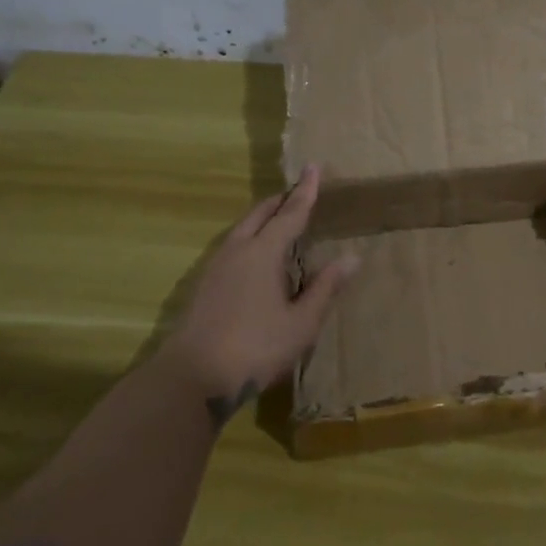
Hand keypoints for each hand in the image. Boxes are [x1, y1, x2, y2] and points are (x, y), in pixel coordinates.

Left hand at [162, 163, 357, 429]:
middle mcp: (238, 251)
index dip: (305, 192)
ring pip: (242, 230)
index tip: (314, 167)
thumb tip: (352, 257)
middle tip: (298, 192)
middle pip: (260, 215)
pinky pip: (232, 246)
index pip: (290, 214)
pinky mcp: (204, 285)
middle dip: (280, 201)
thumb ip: (326, 287)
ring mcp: (216, 267)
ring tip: (278, 219)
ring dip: (262, 219)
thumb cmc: (255, 347)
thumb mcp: (302, 322)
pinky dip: (250, 238)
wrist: (192, 377)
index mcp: (264, 253)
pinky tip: (255, 257)